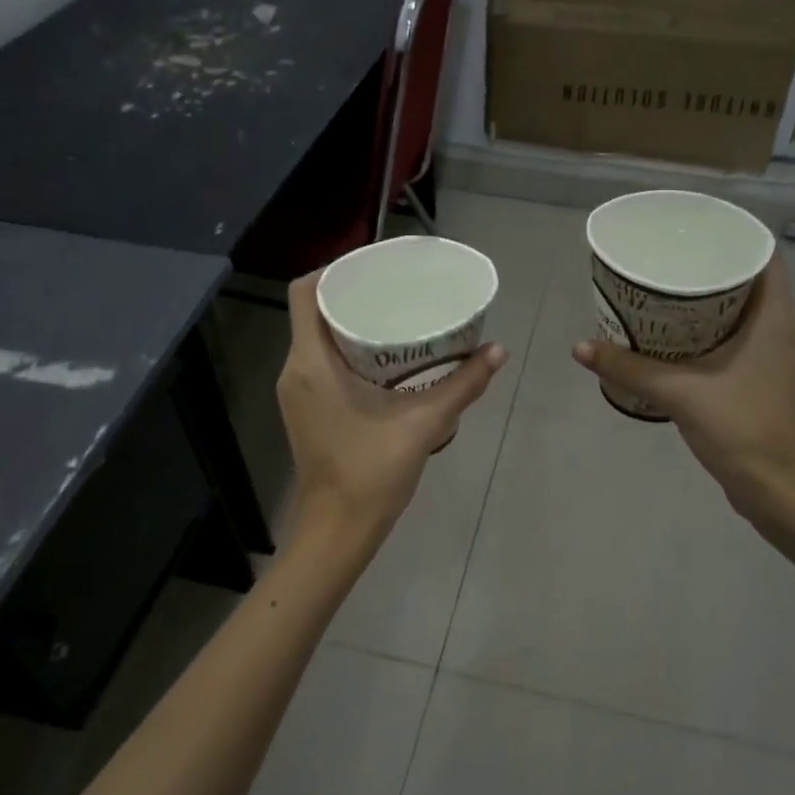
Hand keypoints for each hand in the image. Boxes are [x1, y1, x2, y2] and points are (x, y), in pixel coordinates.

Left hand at [278, 270, 506, 547]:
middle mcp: (295, 370)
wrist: (339, 529)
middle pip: (314, 310)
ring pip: (316, 336)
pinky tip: (385, 355)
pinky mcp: (306, 409)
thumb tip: (498, 351)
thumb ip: (463, 386)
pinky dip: (347, 348)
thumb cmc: (372, 474)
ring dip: (350, 321)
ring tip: (395, 311)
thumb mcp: (424, 424)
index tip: (375, 265)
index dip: (336, 268)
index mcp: (311, 363)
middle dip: (352, 292)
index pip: (307, 292)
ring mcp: (297, 392)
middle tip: (397, 286)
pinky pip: (320, 360)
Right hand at [574, 252, 794, 514]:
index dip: (734, 238)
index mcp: (775, 319)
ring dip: (710, 303)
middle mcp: (781, 332)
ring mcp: (774, 359)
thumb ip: (628, 368)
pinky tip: (677, 341)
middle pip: (751, 282)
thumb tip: (580, 347)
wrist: (775, 487)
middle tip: (668, 261)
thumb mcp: (678, 392)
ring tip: (666, 294)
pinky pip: (738, 340)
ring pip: (744, 314)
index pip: (765, 257)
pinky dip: (711, 332)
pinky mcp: (762, 382)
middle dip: (711, 269)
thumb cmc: (740, 427)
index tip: (695, 232)